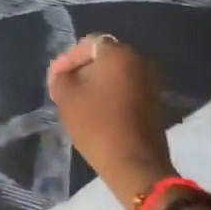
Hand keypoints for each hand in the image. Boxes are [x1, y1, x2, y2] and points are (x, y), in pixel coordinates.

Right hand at [47, 34, 173, 209]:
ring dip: (97, 84)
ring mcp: (151, 80)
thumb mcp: (67, 98)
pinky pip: (128, 88)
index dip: (68, 60)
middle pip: (104, 57)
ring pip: (117, 74)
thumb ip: (60, 77)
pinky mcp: (155, 100)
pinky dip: (112, 95)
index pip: (88, 45)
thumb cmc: (98, 125)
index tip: (55, 79)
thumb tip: (62, 72)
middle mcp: (140, 59)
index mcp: (119, 53)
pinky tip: (98, 112)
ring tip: (78, 103)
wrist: (136, 164)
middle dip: (82, 71)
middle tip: (64, 90)